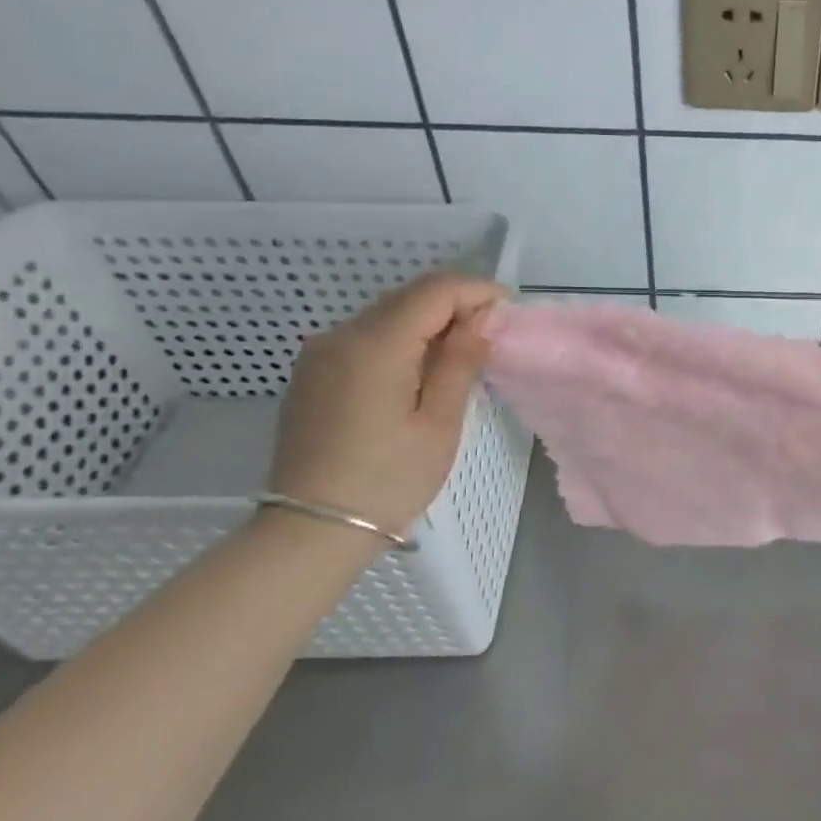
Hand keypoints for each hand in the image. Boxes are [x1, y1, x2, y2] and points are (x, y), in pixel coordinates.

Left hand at [266, 273, 506, 535]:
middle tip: (491, 332)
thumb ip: (460, 362)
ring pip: (386, 314)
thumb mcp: (438, 424)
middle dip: (454, 303)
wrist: (311, 530)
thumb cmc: (388, 481)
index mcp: (376, 345)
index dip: (476, 291)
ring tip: (461, 352)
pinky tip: (419, 369)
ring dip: (428, 320)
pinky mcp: (312, 372)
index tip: (509, 307)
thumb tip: (482, 320)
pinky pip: (365, 336)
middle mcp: (341, 334)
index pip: (434, 290)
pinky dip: (400, 338)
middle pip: (408, 296)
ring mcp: (320, 352)